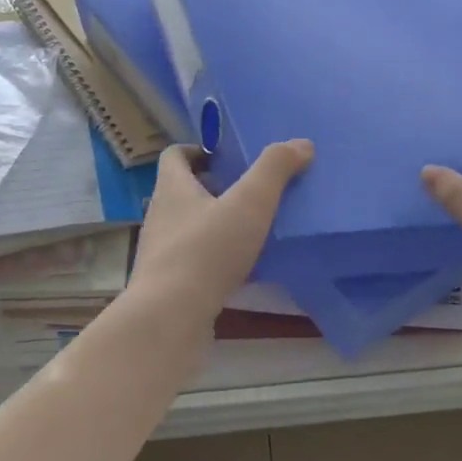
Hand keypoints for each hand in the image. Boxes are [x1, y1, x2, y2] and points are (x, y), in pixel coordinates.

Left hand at [128, 140, 313, 324]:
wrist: (170, 317)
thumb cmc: (207, 251)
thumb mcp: (249, 203)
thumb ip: (275, 170)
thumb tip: (301, 143)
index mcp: (172, 188)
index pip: (175, 155)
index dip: (198, 150)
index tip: (227, 157)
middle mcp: (160, 215)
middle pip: (183, 191)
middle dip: (214, 187)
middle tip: (249, 192)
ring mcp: (161, 251)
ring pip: (189, 227)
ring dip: (215, 223)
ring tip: (250, 229)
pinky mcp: (168, 283)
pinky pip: (193, 260)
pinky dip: (214, 257)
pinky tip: (241, 269)